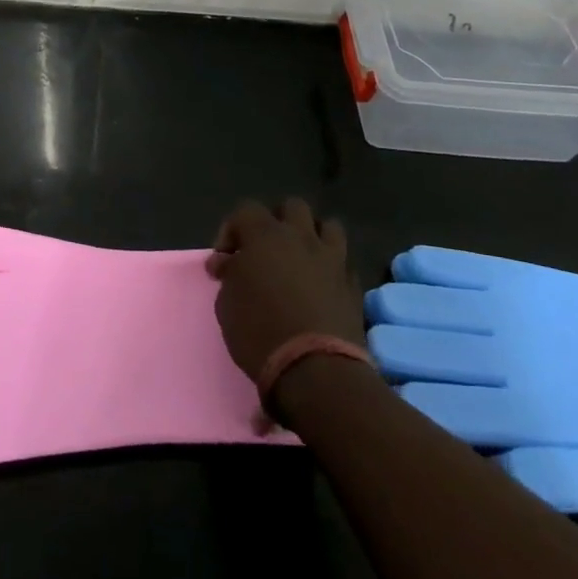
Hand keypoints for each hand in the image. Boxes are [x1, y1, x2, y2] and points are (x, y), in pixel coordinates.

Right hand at [206, 199, 363, 382]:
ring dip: (312, 236)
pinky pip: (343, 263)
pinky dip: (331, 268)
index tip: (224, 261)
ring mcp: (332, 260)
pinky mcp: (354, 286)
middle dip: (277, 220)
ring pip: (328, 226)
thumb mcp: (226, 303)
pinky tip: (321, 287)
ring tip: (300, 259)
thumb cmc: (259, 331)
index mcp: (265, 235)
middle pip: (292, 206)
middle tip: (265, 248)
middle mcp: (301, 237)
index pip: (245, 210)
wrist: (315, 371)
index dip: (231, 230)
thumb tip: (230, 263)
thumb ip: (229, 274)